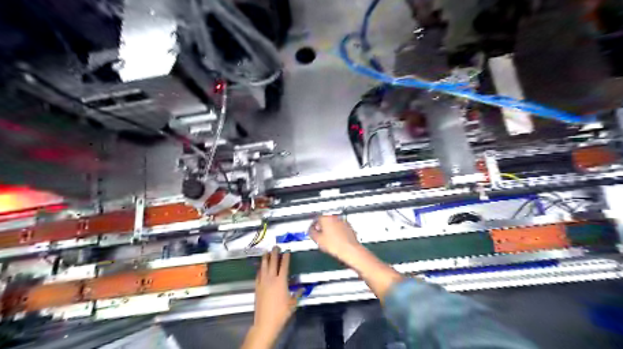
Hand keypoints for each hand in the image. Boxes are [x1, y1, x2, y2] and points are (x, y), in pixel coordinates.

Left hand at [254, 245, 300, 339]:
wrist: (265, 322)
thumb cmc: (281, 312)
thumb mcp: (293, 303)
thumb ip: (298, 294)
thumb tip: (303, 288)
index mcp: (281, 281)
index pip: (284, 266)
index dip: (286, 257)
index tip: (287, 251)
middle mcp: (271, 279)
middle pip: (272, 262)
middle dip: (274, 253)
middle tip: (276, 246)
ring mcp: (263, 282)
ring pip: (263, 266)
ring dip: (265, 258)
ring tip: (266, 252)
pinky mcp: (257, 287)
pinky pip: (258, 275)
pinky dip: (260, 269)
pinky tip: (260, 267)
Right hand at [309, 215, 363, 261]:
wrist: (350, 250)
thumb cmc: (336, 245)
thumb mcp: (318, 239)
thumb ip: (311, 232)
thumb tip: (311, 230)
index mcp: (326, 218)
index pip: (316, 218)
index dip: (313, 226)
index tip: (312, 230)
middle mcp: (335, 217)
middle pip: (325, 220)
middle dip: (322, 227)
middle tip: (320, 235)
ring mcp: (343, 222)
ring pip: (333, 224)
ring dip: (330, 229)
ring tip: (328, 239)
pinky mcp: (349, 227)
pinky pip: (340, 228)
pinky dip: (337, 232)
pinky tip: (336, 240)